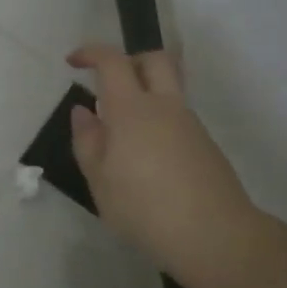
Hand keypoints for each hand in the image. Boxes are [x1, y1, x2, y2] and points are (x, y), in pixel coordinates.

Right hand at [67, 43, 259, 287]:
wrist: (213, 234)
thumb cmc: (143, 208)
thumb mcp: (99, 179)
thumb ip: (88, 140)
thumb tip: (83, 111)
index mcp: (132, 110)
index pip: (113, 61)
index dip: (91, 53)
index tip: (73, 62)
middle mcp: (165, 106)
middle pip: (154, 60)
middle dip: (129, 60)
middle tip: (108, 83)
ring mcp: (190, 124)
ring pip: (168, 90)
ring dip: (144, 95)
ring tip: (121, 136)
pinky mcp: (205, 144)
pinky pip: (177, 117)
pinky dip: (157, 122)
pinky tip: (146, 160)